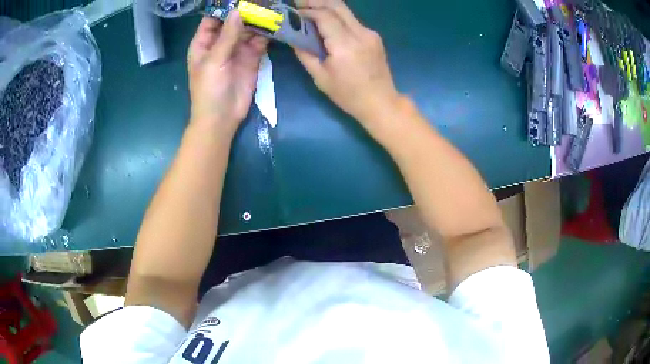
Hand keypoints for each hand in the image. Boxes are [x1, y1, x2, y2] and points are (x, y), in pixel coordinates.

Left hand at [188, 12, 267, 131]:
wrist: (221, 118)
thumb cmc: (208, 90)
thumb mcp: (214, 60)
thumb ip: (227, 36)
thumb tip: (237, 11)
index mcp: (204, 43)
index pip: (213, 19)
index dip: (224, 8)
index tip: (239, 0)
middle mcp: (221, 43)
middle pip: (233, 21)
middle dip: (246, 11)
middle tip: (262, 2)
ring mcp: (237, 50)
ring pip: (248, 29)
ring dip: (258, 20)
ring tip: (271, 8)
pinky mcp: (252, 58)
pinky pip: (260, 41)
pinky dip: (267, 34)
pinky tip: (275, 24)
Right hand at [294, 0, 400, 122]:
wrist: (381, 102)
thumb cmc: (348, 95)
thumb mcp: (321, 78)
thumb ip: (305, 54)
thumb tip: (294, 37)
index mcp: (345, 46)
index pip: (324, 16)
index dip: (307, 11)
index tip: (294, 12)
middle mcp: (360, 34)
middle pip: (337, 6)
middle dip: (317, 2)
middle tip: (300, 3)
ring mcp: (370, 34)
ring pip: (346, 11)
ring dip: (327, 7)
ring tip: (311, 9)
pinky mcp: (374, 36)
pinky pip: (352, 21)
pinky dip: (337, 17)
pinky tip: (328, 22)